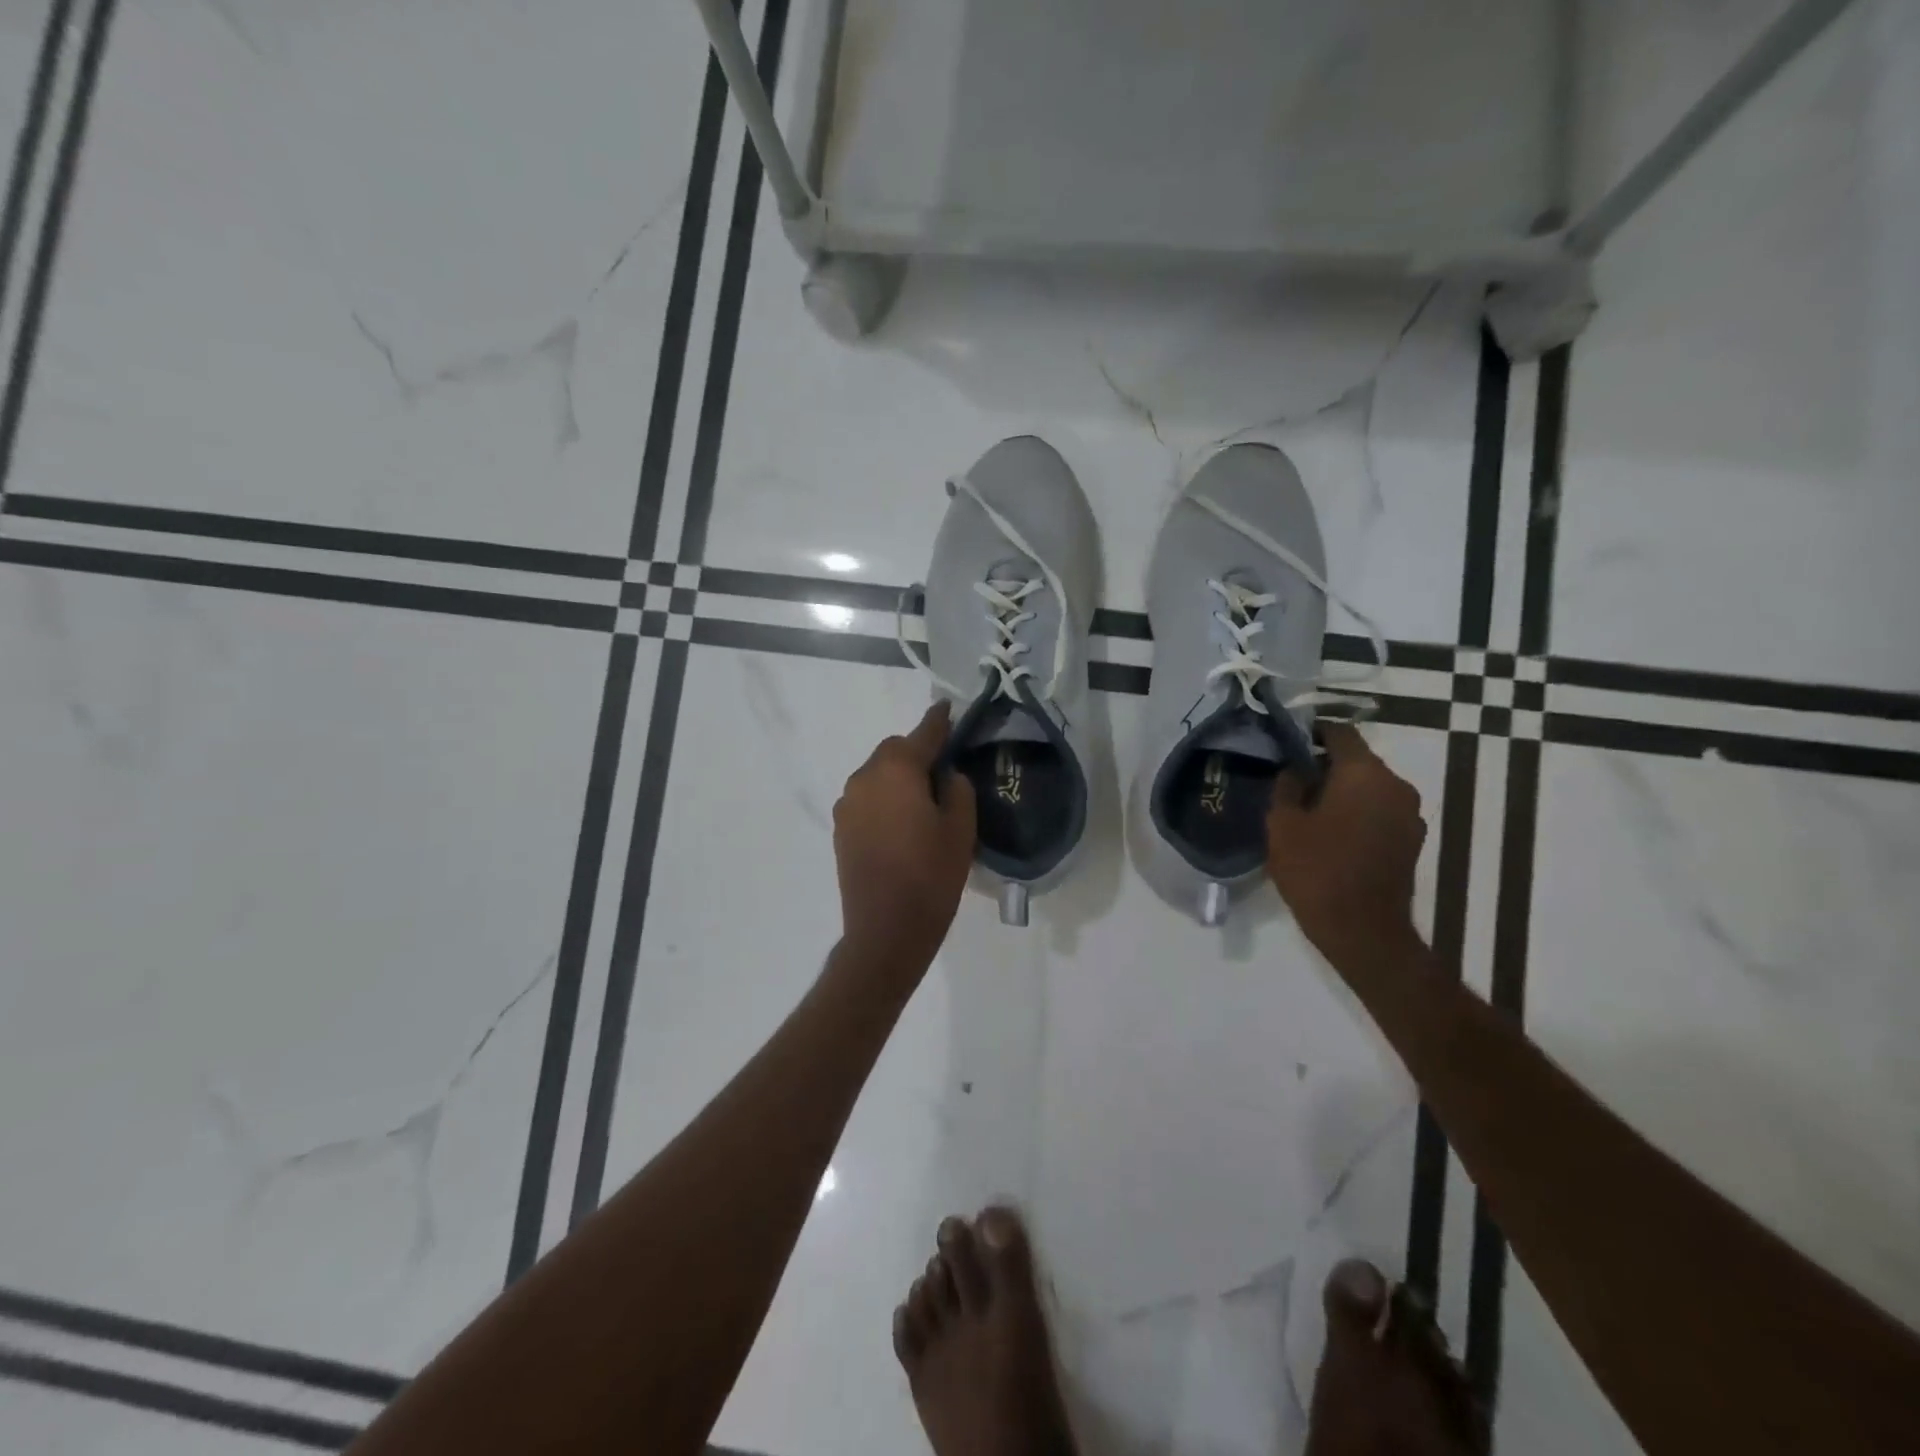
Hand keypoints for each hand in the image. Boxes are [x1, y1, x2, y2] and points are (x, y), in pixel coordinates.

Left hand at [834, 702, 976, 970]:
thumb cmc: (931, 876)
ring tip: (923, 805)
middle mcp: (864, 777)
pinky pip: (867, 799)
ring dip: (899, 779)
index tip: (949, 709)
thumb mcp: (961, 829)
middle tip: (944, 774)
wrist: (885, 931)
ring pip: (878, 775)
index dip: (940, 721)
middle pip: (895, 752)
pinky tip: (902, 825)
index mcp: (896, 770)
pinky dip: (884, 800)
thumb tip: (946, 775)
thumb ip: (957, 789)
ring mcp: (847, 804)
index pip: (923, 733)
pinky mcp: (840, 829)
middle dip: (918, 755)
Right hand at [1267, 724, 1426, 957]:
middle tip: (1291, 781)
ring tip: (1309, 809)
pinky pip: (1380, 810)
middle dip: (1325, 765)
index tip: (1286, 743)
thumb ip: (1287, 786)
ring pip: (1369, 787)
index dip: (1311, 732)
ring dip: (1342, 791)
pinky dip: (1358, 812)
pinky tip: (1332, 832)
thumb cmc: (1316, 870)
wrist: (1362, 930)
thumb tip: (1295, 769)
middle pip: (1357, 760)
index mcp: (1364, 773)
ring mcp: (1410, 814)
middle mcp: (1396, 785)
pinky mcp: (1412, 839)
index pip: (1339, 732)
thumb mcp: (1283, 824)